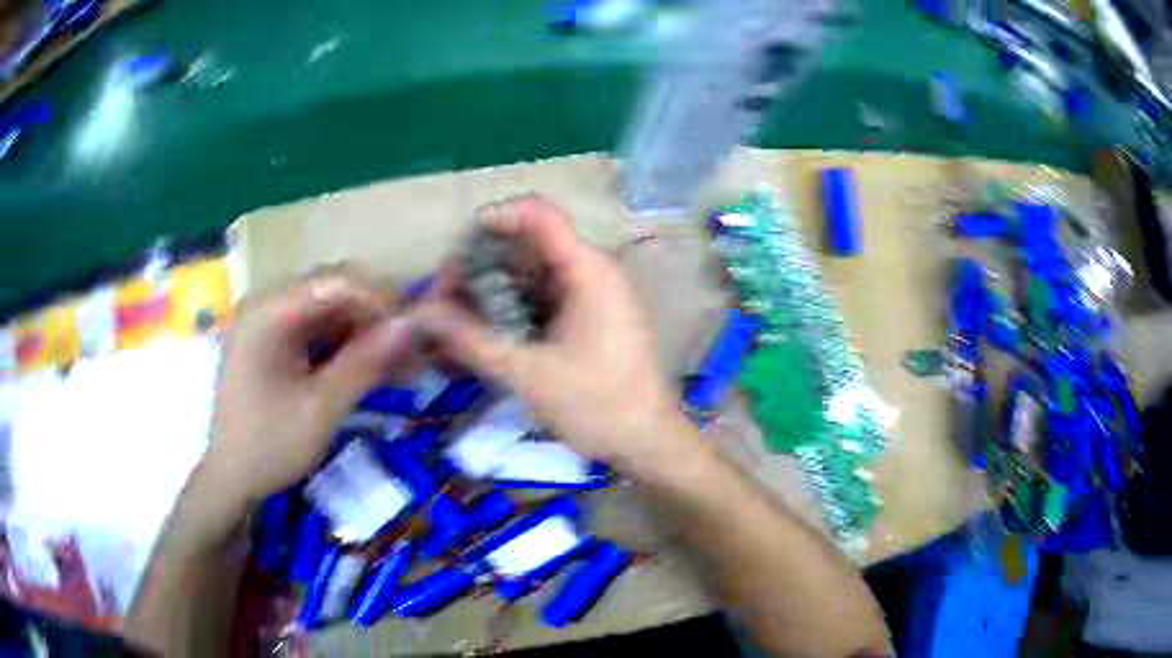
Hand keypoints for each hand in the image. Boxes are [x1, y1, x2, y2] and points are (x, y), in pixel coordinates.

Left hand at [203, 269, 415, 505]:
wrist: (231, 480)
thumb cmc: (270, 445)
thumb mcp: (321, 408)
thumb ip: (365, 363)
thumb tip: (413, 325)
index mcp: (269, 312)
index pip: (336, 282)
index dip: (381, 299)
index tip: (417, 330)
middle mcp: (267, 305)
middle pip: (333, 293)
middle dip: (376, 319)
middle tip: (412, 351)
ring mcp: (268, 324)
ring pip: (329, 314)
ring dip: (365, 336)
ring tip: (401, 366)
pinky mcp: (273, 344)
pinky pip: (317, 334)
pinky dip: (346, 349)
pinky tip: (371, 371)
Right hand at [411, 195, 684, 468]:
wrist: (647, 442)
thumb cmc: (598, 406)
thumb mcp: (528, 374)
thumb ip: (471, 340)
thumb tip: (421, 313)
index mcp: (588, 270)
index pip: (538, 214)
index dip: (492, 221)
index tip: (453, 255)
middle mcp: (591, 270)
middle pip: (526, 246)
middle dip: (479, 268)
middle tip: (441, 304)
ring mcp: (590, 294)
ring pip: (529, 275)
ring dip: (489, 293)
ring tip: (451, 324)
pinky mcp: (586, 317)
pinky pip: (540, 299)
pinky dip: (508, 311)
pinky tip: (480, 338)